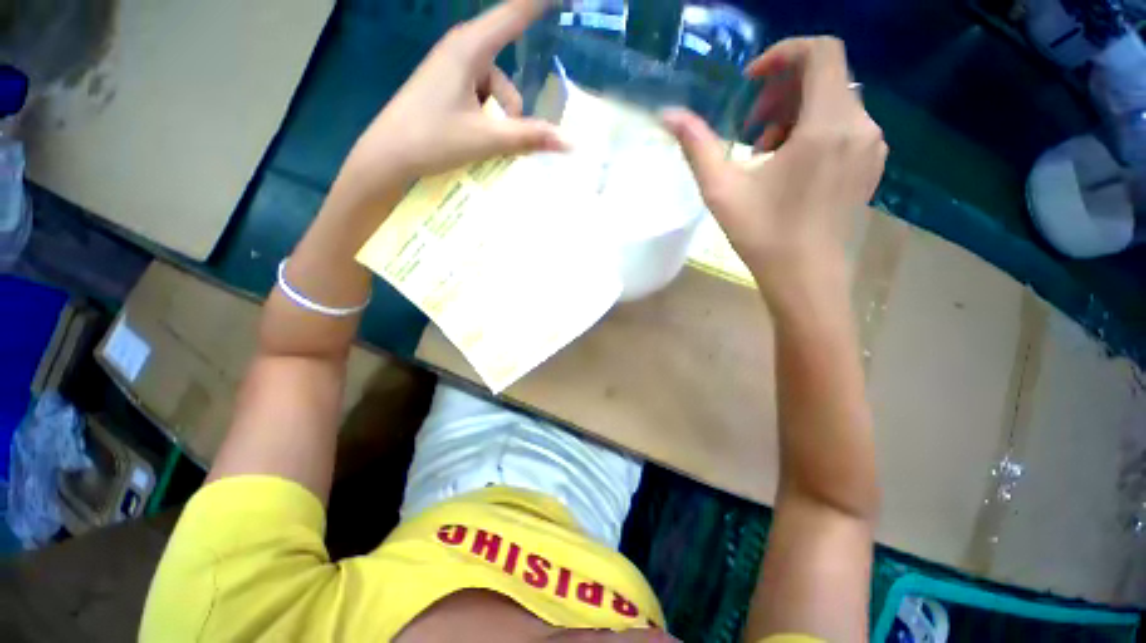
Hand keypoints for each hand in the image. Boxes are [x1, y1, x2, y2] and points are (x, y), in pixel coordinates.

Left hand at [332, 0, 563, 204]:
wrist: (389, 153)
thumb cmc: (433, 139)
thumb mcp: (487, 139)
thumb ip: (529, 138)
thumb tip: (569, 142)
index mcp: (470, 49)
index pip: (514, 14)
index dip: (539, 3)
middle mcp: (462, 49)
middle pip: (507, 73)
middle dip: (511, 110)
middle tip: (501, 138)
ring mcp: (453, 67)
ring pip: (495, 90)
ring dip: (498, 119)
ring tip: (482, 142)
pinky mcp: (448, 84)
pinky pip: (481, 95)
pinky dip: (486, 117)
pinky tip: (474, 135)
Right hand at [662, 38, 886, 301]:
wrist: (806, 278)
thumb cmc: (763, 235)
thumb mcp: (721, 190)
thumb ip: (697, 145)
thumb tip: (667, 115)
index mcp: (828, 124)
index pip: (820, 51)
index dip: (782, 54)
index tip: (750, 82)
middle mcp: (861, 125)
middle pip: (825, 77)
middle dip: (781, 92)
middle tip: (750, 129)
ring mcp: (871, 146)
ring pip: (834, 102)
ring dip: (794, 114)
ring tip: (765, 153)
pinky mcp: (870, 164)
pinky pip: (844, 125)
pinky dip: (814, 130)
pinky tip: (789, 166)